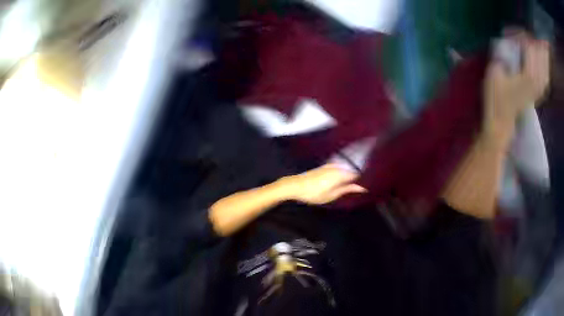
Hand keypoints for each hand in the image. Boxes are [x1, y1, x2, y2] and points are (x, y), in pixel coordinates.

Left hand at [279, 164, 366, 204]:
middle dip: (357, 177)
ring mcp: (329, 165)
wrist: (295, 185)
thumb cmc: (313, 193)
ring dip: (349, 175)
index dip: (364, 180)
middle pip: (351, 170)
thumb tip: (362, 187)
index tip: (368, 187)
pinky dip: (341, 173)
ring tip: (351, 185)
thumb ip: (346, 189)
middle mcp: (336, 167)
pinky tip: (341, 179)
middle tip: (360, 188)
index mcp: (339, 174)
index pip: (357, 174)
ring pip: (345, 169)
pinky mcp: (324, 166)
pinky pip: (337, 168)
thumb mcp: (331, 195)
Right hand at [484, 31, 549, 134]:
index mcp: (532, 74)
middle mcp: (543, 75)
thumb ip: (501, 59)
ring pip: (545, 56)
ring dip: (533, 49)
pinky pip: (544, 64)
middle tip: (515, 40)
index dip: (520, 37)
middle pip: (542, 48)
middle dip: (529, 41)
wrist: (502, 119)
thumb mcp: (493, 78)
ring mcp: (545, 81)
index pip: (531, 46)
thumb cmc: (495, 100)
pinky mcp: (543, 85)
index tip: (508, 34)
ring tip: (520, 48)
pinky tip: (526, 60)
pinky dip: (536, 58)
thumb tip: (504, 46)